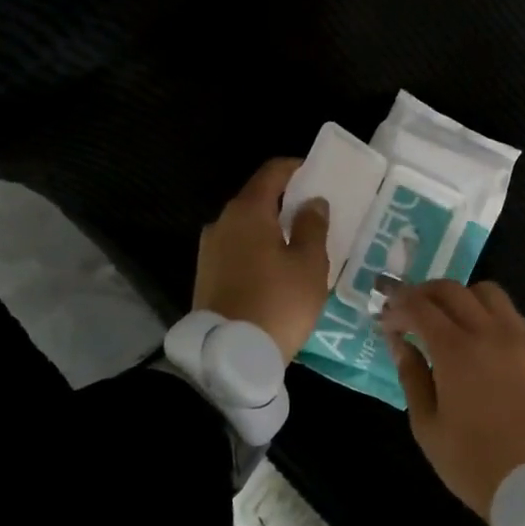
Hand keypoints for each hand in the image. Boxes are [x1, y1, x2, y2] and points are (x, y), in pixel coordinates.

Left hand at [194, 158, 330, 364]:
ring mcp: (210, 250)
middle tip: (315, 213)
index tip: (317, 173)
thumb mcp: (309, 264)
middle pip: (258, 198)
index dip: (296, 168)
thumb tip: (312, 202)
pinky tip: (278, 268)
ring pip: (247, 226)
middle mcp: (222, 222)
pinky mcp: (207, 275)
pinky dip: (259, 248)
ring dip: (272, 228)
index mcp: (247, 211)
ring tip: (300, 244)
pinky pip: (238, 248)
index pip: (272, 172)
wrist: (229, 357)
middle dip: (286, 201)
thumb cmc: (278, 302)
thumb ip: (313, 226)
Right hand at [380, 280, 524, 518]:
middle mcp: (489, 331)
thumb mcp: (427, 426)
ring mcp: (519, 337)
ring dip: (460, 296)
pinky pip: (511, 313)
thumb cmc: (472, 461)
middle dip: (424, 293)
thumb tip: (400, 342)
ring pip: (487, 292)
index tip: (385, 318)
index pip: (420, 307)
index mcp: (456, 350)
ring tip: (447, 318)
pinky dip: (489, 312)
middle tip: (408, 310)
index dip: (398, 306)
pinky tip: (481, 335)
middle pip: (452, 290)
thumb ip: (412, 376)